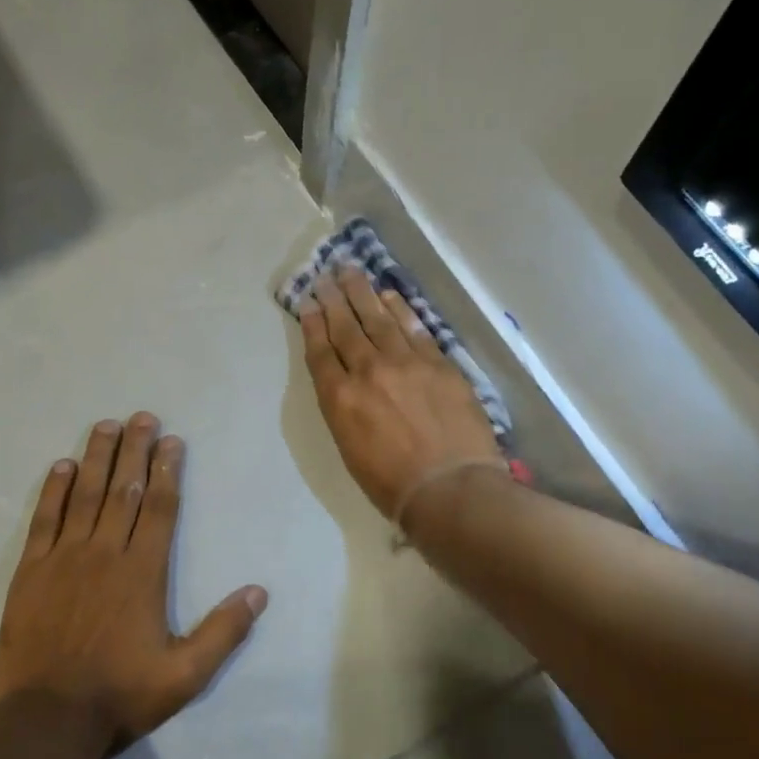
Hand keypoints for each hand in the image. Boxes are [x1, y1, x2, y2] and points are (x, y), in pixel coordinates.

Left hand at [0, 414, 267, 753]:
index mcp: (143, 573)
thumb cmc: (120, 696)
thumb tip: (259, 592)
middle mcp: (105, 554)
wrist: (46, 721)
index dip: (167, 471)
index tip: (171, 441)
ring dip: (98, 458)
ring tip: (107, 425)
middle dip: (136, 451)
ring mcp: (64, 559)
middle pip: (124, 490)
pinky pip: (44, 520)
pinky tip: (63, 466)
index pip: (159, 508)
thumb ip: (223, 631)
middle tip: (143, 417)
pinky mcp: (31, 572)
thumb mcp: (185, 675)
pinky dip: (54, 490)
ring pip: (85, 496)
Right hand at [300, 269, 500, 519]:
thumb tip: (346, 384)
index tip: (308, 303)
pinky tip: (389, 295)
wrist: (449, 487)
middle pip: (347, 328)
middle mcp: (368, 372)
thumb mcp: (350, 450)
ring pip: (379, 319)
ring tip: (351, 272)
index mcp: (340, 399)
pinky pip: (414, 327)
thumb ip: (344, 410)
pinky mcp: (438, 363)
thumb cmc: (392, 484)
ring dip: (362, 293)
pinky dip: (399, 308)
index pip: (321, 352)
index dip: (313, 325)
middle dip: (334, 299)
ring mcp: (406, 363)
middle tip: (326, 275)